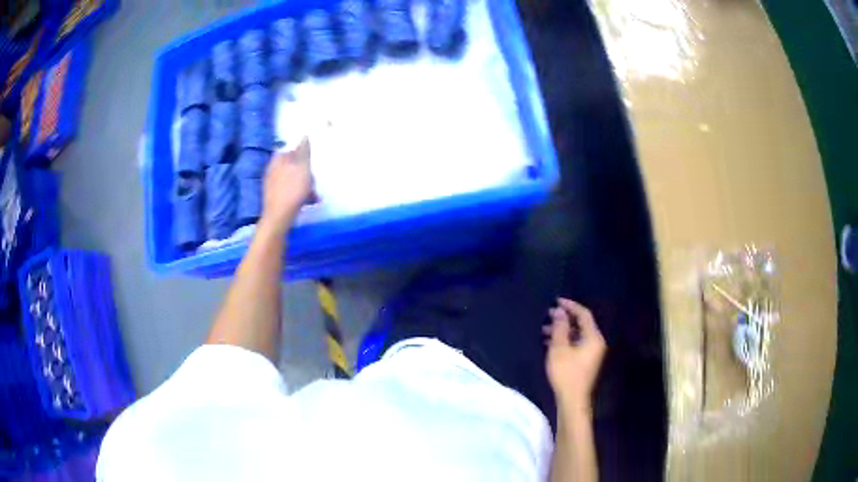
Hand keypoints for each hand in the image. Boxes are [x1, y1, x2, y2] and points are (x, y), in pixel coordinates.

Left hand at [260, 138, 311, 234]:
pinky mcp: (275, 198)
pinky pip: (290, 191)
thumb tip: (304, 135)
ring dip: (305, 185)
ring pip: (293, 179)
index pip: (292, 150)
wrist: (278, 218)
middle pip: (293, 165)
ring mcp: (272, 184)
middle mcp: (273, 169)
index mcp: (278, 159)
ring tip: (314, 195)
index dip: (304, 155)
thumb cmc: (292, 190)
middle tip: (314, 181)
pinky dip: (299, 194)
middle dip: (306, 172)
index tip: (312, 163)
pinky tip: (307, 202)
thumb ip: (304, 151)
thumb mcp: (302, 167)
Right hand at [544, 298, 606, 410]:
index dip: (570, 306)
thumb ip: (560, 328)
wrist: (572, 399)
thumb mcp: (559, 348)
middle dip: (564, 318)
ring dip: (562, 330)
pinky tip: (550, 343)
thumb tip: (559, 311)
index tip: (556, 301)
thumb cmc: (566, 373)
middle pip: (581, 324)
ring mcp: (592, 353)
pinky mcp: (586, 361)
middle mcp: (596, 342)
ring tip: (545, 330)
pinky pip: (576, 344)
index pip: (584, 314)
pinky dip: (565, 340)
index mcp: (593, 337)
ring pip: (577, 335)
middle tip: (548, 315)